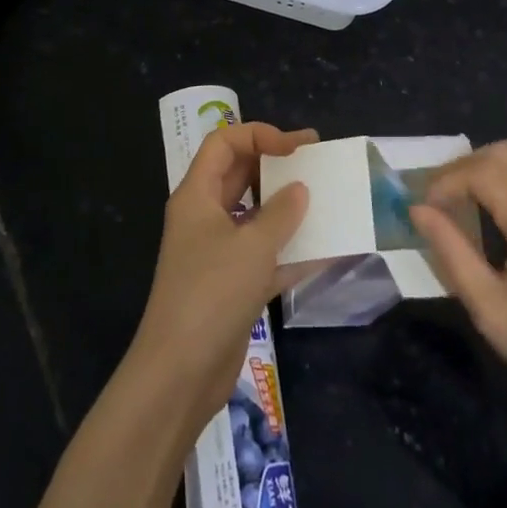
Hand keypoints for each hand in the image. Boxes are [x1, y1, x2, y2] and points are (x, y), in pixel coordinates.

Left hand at [129, 122, 314, 434]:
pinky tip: (325, 251)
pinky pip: (264, 255)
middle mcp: (204, 217)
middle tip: (317, 161)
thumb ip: (281, 213)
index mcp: (197, 195)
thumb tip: (299, 189)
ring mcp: (217, 252)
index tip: (297, 147)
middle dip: (276, 165)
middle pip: (240, 175)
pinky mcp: (231, 285)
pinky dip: (290, 250)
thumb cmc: (211, 293)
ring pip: (255, 215)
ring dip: (287, 208)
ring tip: (325, 200)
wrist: (180, 372)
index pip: (224, 143)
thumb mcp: (252, 246)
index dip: (259, 135)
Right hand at [412, 130, 506, 487]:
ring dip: (499, 156)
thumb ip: (452, 253)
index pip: (481, 171)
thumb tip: (419, 211)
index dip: (445, 182)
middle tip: (442, 200)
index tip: (424, 208)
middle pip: (504, 152)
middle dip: (465, 167)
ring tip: (478, 190)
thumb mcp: (492, 311)